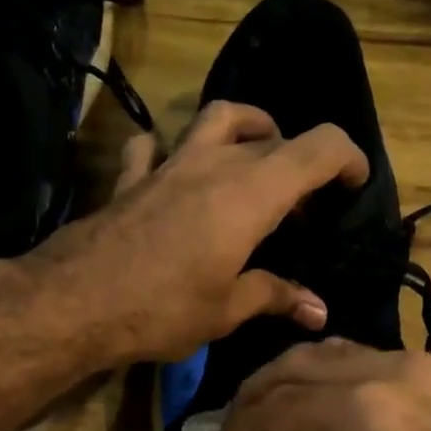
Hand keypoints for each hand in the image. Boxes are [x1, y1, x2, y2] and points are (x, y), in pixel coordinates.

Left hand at [30, 101, 369, 362]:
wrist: (76, 301)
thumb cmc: (163, 308)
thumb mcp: (227, 310)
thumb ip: (275, 297)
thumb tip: (319, 311)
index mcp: (252, 193)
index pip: (318, 148)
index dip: (347, 158)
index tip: (355, 183)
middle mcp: (215, 163)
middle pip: (274, 137)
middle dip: (301, 161)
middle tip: (304, 203)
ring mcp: (169, 165)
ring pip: (217, 119)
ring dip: (247, 130)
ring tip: (256, 159)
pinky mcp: (132, 179)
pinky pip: (153, 148)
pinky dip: (168, 152)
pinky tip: (169, 169)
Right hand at [219, 340, 430, 430]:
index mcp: (355, 413)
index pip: (277, 405)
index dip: (241, 424)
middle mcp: (379, 371)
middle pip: (296, 364)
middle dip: (257, 391)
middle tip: (235, 423)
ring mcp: (409, 364)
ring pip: (328, 351)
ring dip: (290, 375)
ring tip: (267, 408)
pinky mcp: (428, 370)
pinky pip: (360, 356)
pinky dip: (326, 371)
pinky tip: (312, 397)